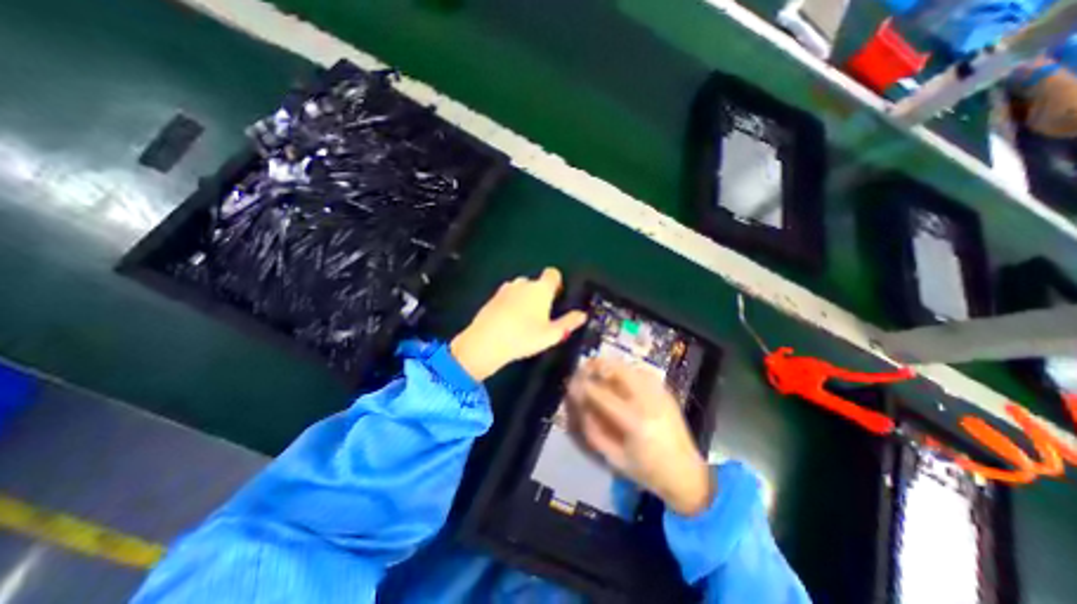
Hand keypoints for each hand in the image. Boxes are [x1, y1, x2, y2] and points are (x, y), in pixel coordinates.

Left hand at [450, 269, 587, 381]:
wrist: (486, 342)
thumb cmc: (523, 337)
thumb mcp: (551, 334)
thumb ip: (568, 323)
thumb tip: (582, 315)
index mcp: (541, 289)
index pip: (553, 274)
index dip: (557, 283)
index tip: (556, 297)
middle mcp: (523, 283)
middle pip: (536, 283)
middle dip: (540, 294)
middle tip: (541, 315)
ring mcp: (506, 289)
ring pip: (521, 289)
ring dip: (525, 298)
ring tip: (524, 320)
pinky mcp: (492, 297)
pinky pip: (508, 296)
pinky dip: (511, 303)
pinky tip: (508, 321)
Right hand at [565, 355, 712, 516]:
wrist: (688, 475)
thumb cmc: (648, 472)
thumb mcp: (614, 458)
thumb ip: (593, 431)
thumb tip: (580, 406)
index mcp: (635, 422)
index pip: (602, 394)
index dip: (583, 385)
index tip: (571, 382)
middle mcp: (649, 402)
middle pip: (619, 370)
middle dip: (597, 365)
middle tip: (584, 368)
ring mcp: (660, 394)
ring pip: (631, 366)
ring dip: (611, 365)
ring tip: (598, 370)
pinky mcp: (667, 392)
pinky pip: (642, 372)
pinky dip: (626, 370)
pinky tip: (619, 377)